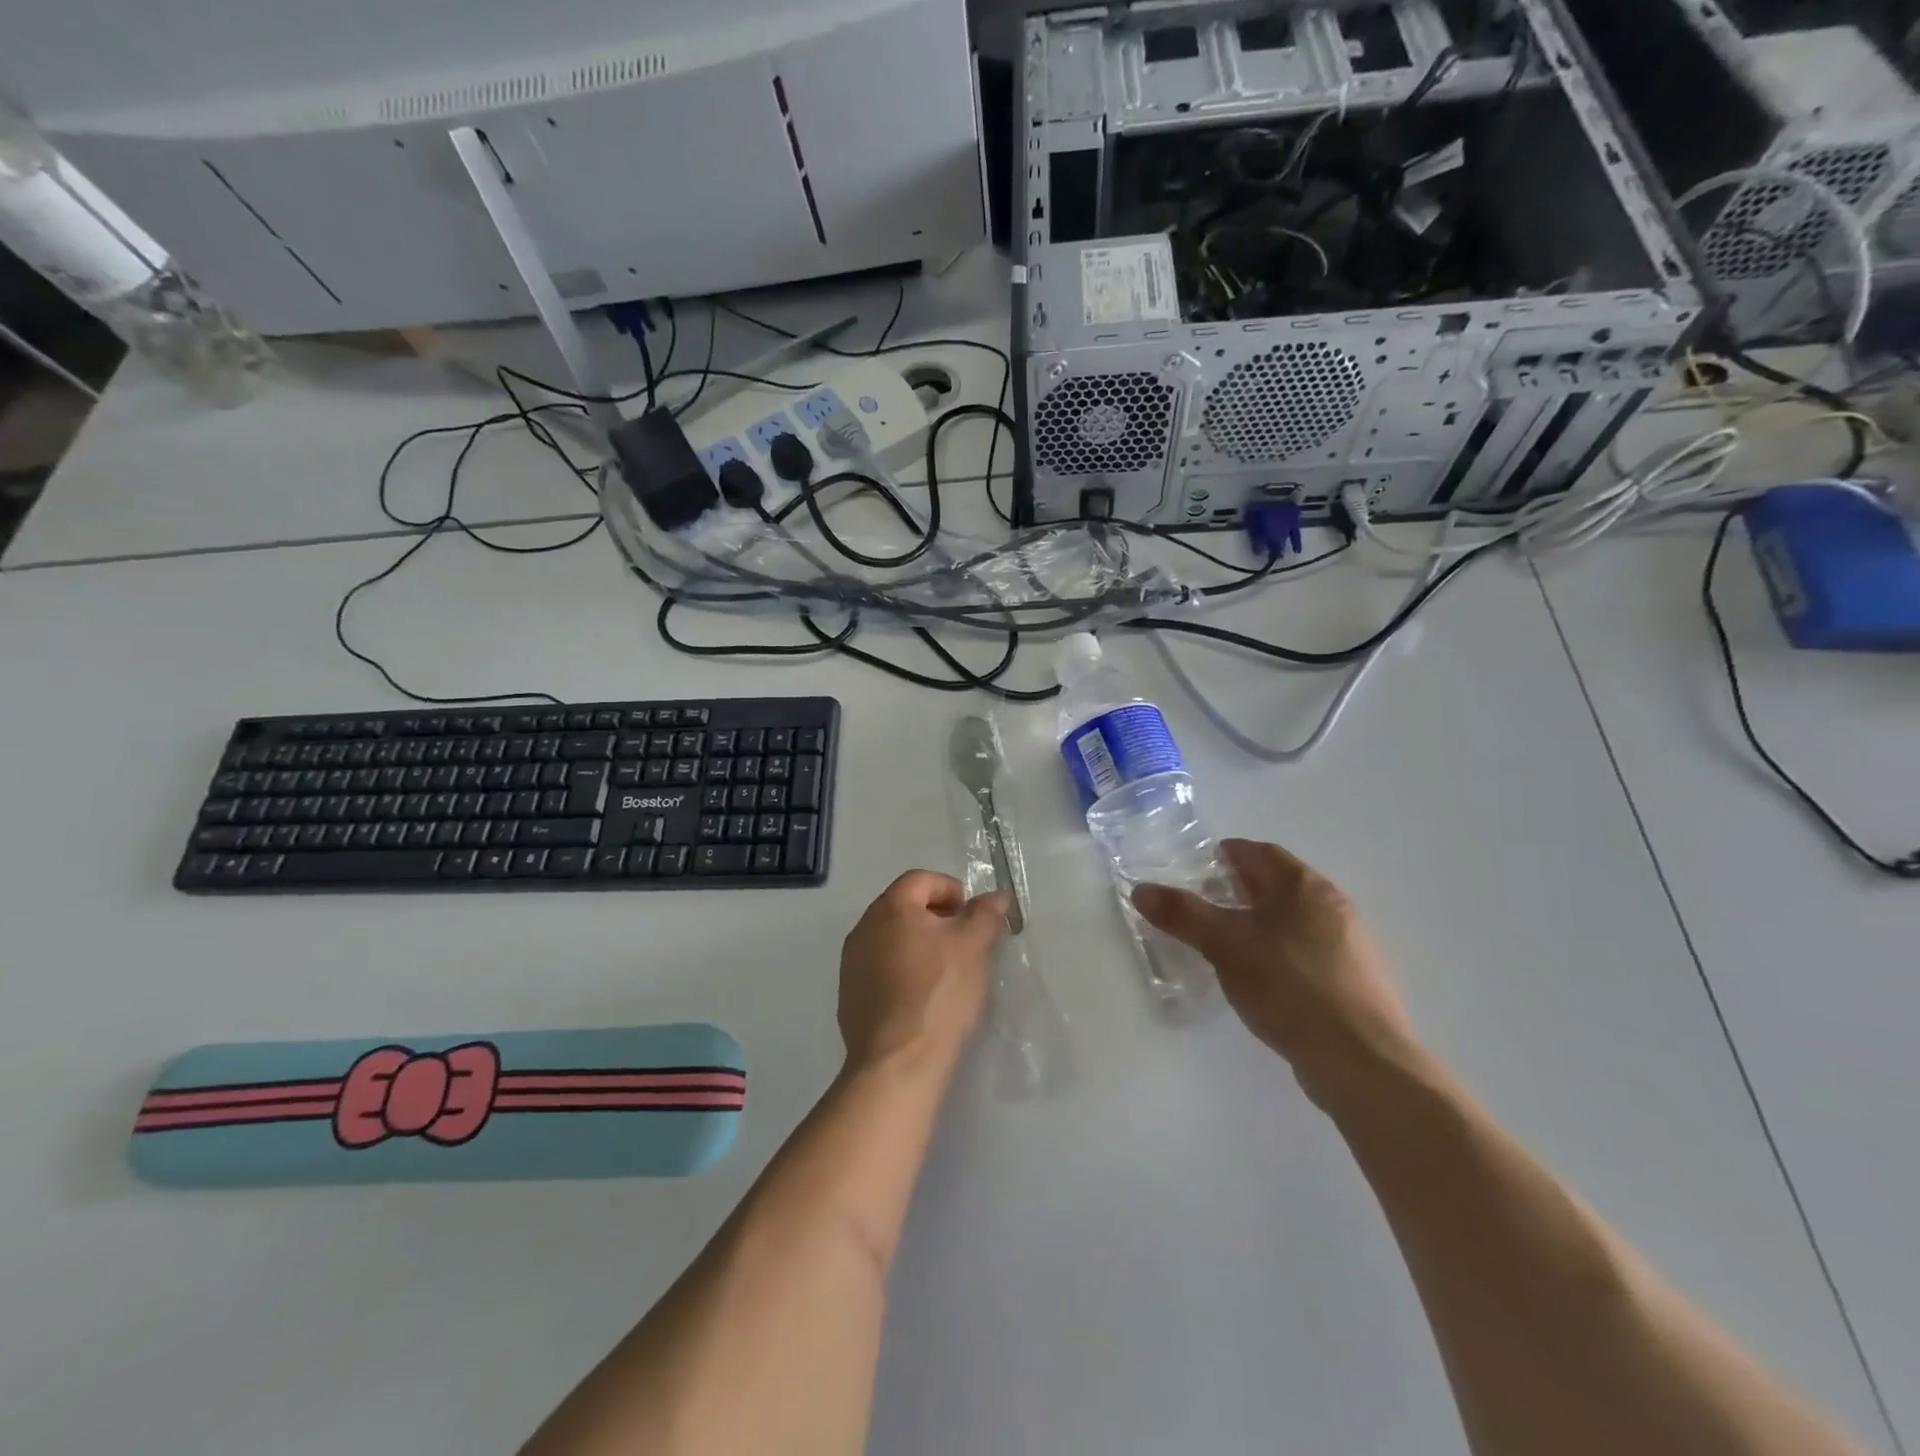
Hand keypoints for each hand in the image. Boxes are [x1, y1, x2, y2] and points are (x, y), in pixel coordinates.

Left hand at [838, 871, 1008, 1077]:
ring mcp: (851, 963)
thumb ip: (985, 914)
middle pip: (904, 908)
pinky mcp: (849, 996)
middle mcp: (863, 928)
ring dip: (919, 945)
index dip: (951, 890)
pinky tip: (922, 998)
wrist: (898, 1062)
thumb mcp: (973, 947)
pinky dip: (903, 972)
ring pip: (891, 940)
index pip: (921, 880)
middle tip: (964, 943)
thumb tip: (996, 895)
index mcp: (889, 908)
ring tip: (946, 972)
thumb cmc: (939, 992)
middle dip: (937, 919)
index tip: (972, 917)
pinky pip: (880, 969)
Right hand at [1133, 840, 1417, 1103]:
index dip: (1231, 854)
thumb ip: (1183, 914)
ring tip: (1230, 944)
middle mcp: (1334, 906)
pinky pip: (1310, 954)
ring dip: (1264, 923)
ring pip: (1297, 921)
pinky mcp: (1358, 984)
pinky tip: (1265, 980)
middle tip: (1208, 902)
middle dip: (1244, 889)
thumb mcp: (1224, 946)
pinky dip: (1283, 953)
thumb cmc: (1288, 986)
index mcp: (1304, 886)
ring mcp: (1352, 946)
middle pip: (1281, 885)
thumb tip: (1141, 889)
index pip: (1262, 853)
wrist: (1361, 1060)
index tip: (1203, 864)